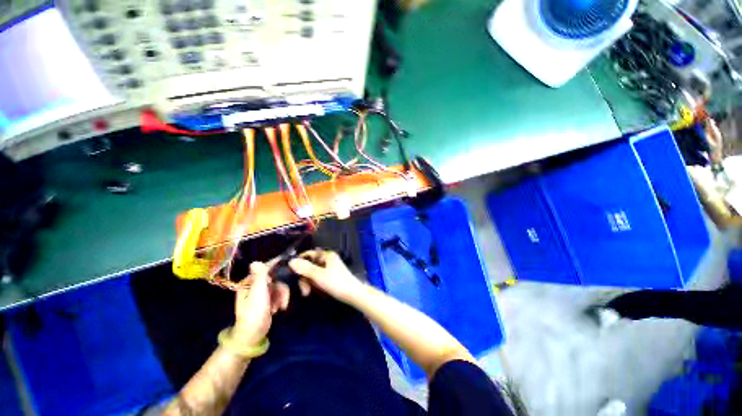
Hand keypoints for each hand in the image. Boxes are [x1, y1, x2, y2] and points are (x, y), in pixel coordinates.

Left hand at [232, 262, 289, 345]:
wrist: (252, 335)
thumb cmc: (254, 313)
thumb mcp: (258, 293)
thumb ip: (259, 276)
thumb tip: (255, 261)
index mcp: (248, 282)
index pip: (263, 268)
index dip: (275, 265)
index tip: (287, 263)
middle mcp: (254, 286)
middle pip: (274, 278)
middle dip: (280, 288)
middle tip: (282, 298)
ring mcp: (260, 294)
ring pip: (278, 286)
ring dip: (281, 296)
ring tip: (279, 307)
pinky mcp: (267, 301)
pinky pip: (278, 294)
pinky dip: (280, 300)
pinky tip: (279, 309)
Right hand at [289, 250, 363, 302]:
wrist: (353, 294)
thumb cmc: (336, 283)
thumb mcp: (318, 276)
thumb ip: (304, 268)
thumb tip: (290, 261)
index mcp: (326, 255)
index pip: (308, 254)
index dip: (299, 262)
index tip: (292, 274)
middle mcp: (328, 259)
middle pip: (309, 265)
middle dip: (304, 277)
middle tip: (304, 291)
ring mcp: (330, 268)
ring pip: (313, 273)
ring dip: (309, 283)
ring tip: (308, 293)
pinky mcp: (331, 276)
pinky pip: (318, 278)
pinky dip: (315, 284)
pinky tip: (316, 292)